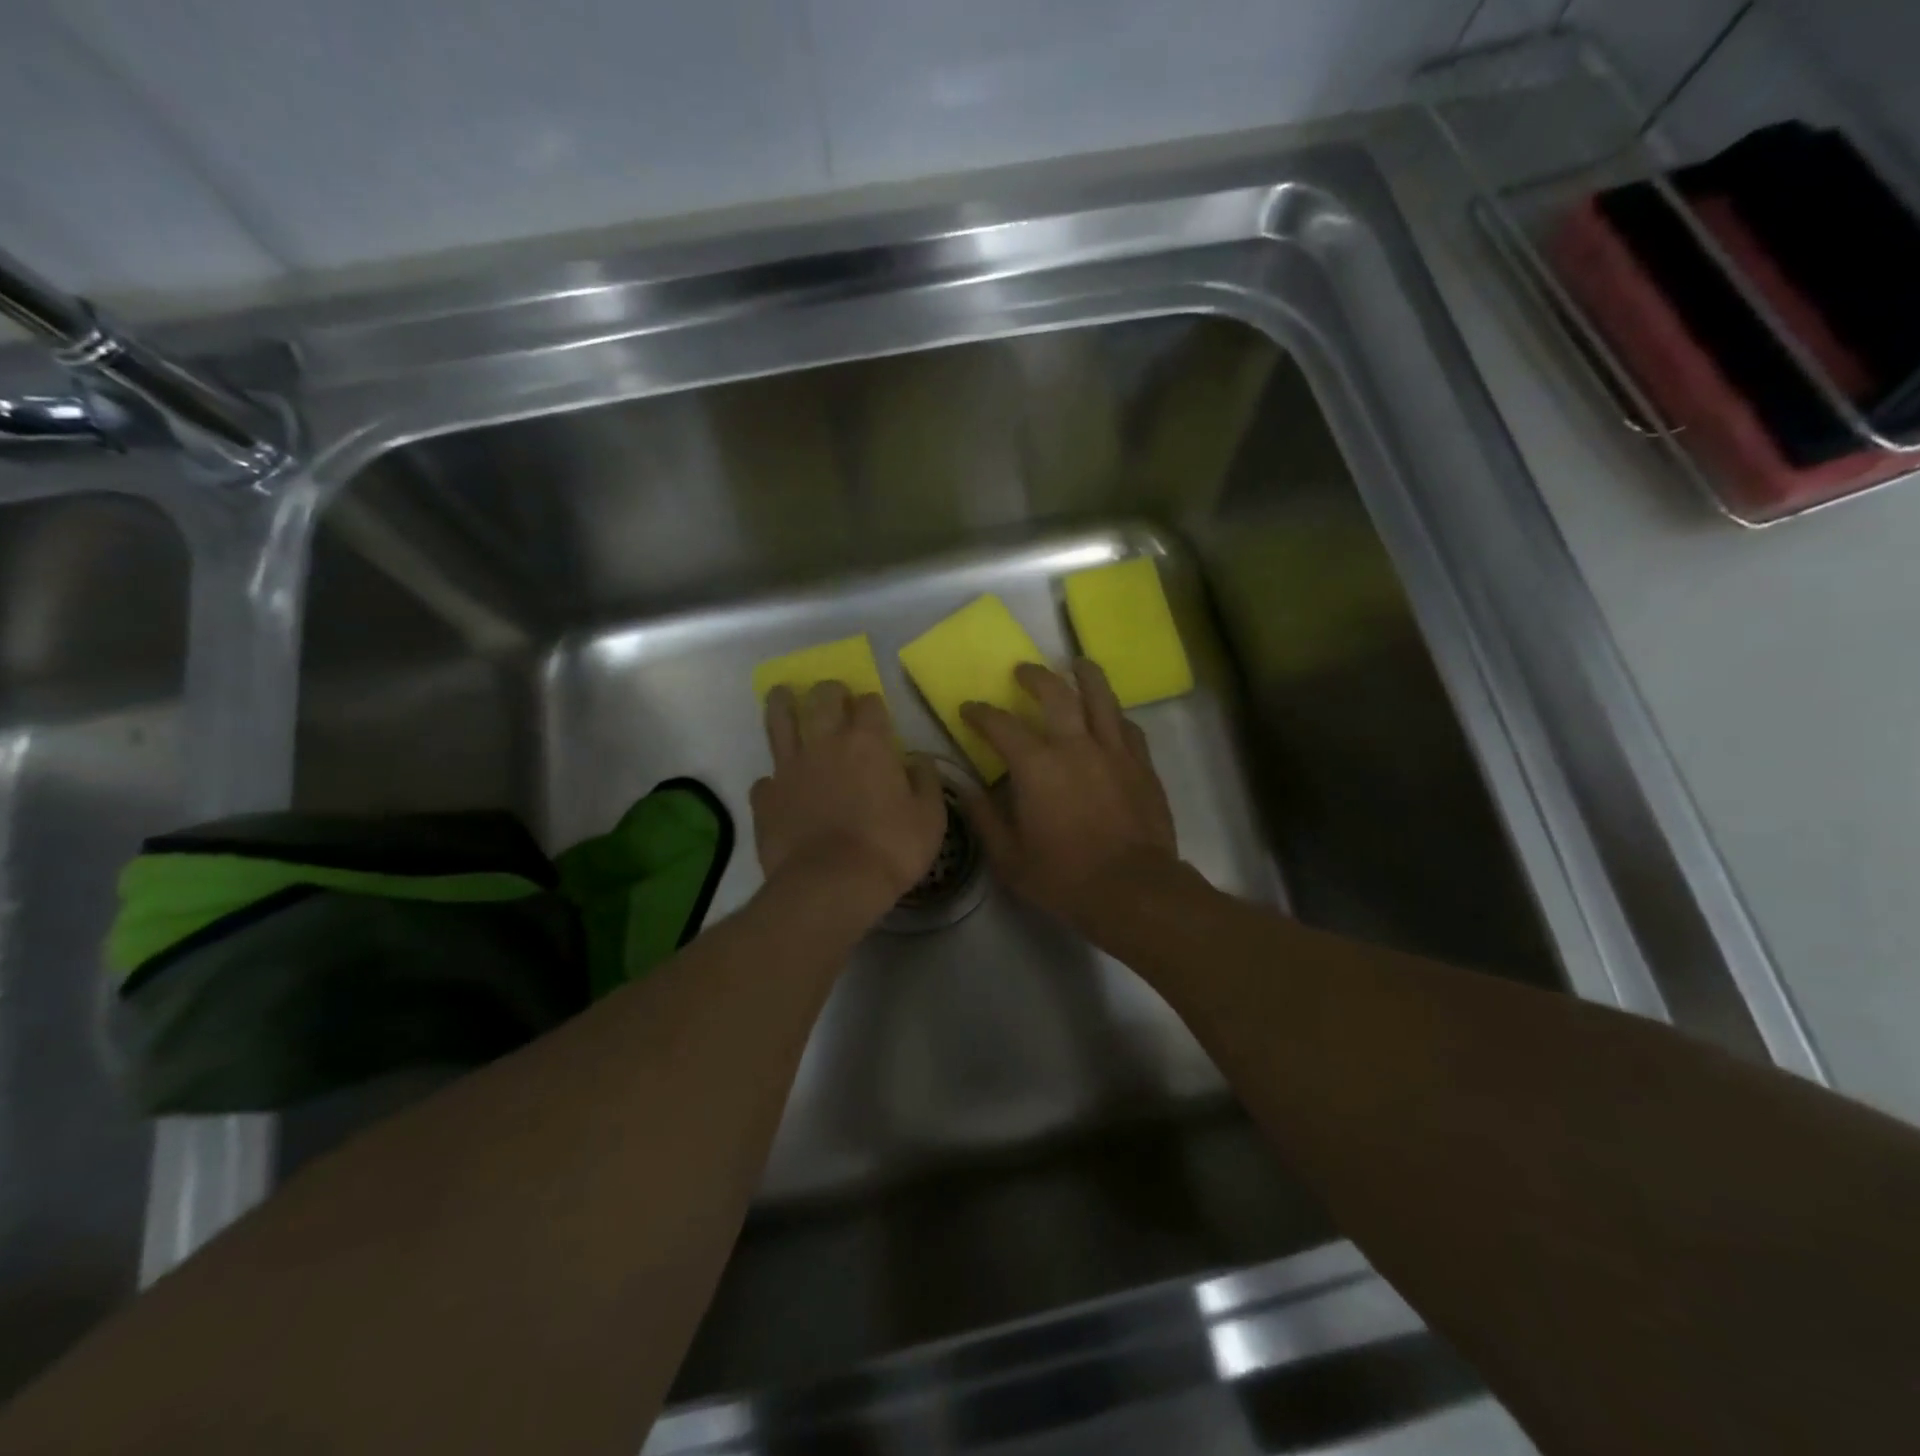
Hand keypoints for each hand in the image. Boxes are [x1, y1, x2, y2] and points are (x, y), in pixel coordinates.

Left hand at [752, 682, 946, 919]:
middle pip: (822, 698)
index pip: (869, 702)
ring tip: (783, 694)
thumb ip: (926, 781)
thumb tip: (918, 760)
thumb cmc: (890, 848)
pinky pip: (766, 778)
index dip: (873, 704)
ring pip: (779, 720)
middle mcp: (825, 743)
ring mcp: (790, 768)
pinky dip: (773, 778)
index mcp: (867, 742)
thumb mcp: (930, 817)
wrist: (831, 886)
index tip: (876, 712)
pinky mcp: (766, 798)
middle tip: (834, 696)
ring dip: (782, 703)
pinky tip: (777, 784)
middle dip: (830, 691)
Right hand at [958, 660, 1178, 933]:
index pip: (1000, 725)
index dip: (980, 713)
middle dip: (1034, 676)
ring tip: (1077, 664)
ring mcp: (1114, 751)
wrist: (1134, 889)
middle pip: (1055, 693)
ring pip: (1100, 697)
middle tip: (1022, 671)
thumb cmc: (1064, 877)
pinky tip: (1109, 715)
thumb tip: (965, 789)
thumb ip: (984, 818)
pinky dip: (1113, 714)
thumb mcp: (1009, 858)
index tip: (969, 708)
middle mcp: (1075, 745)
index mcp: (1036, 766)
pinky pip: (1127, 726)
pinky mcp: (1142, 764)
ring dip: (1085, 675)